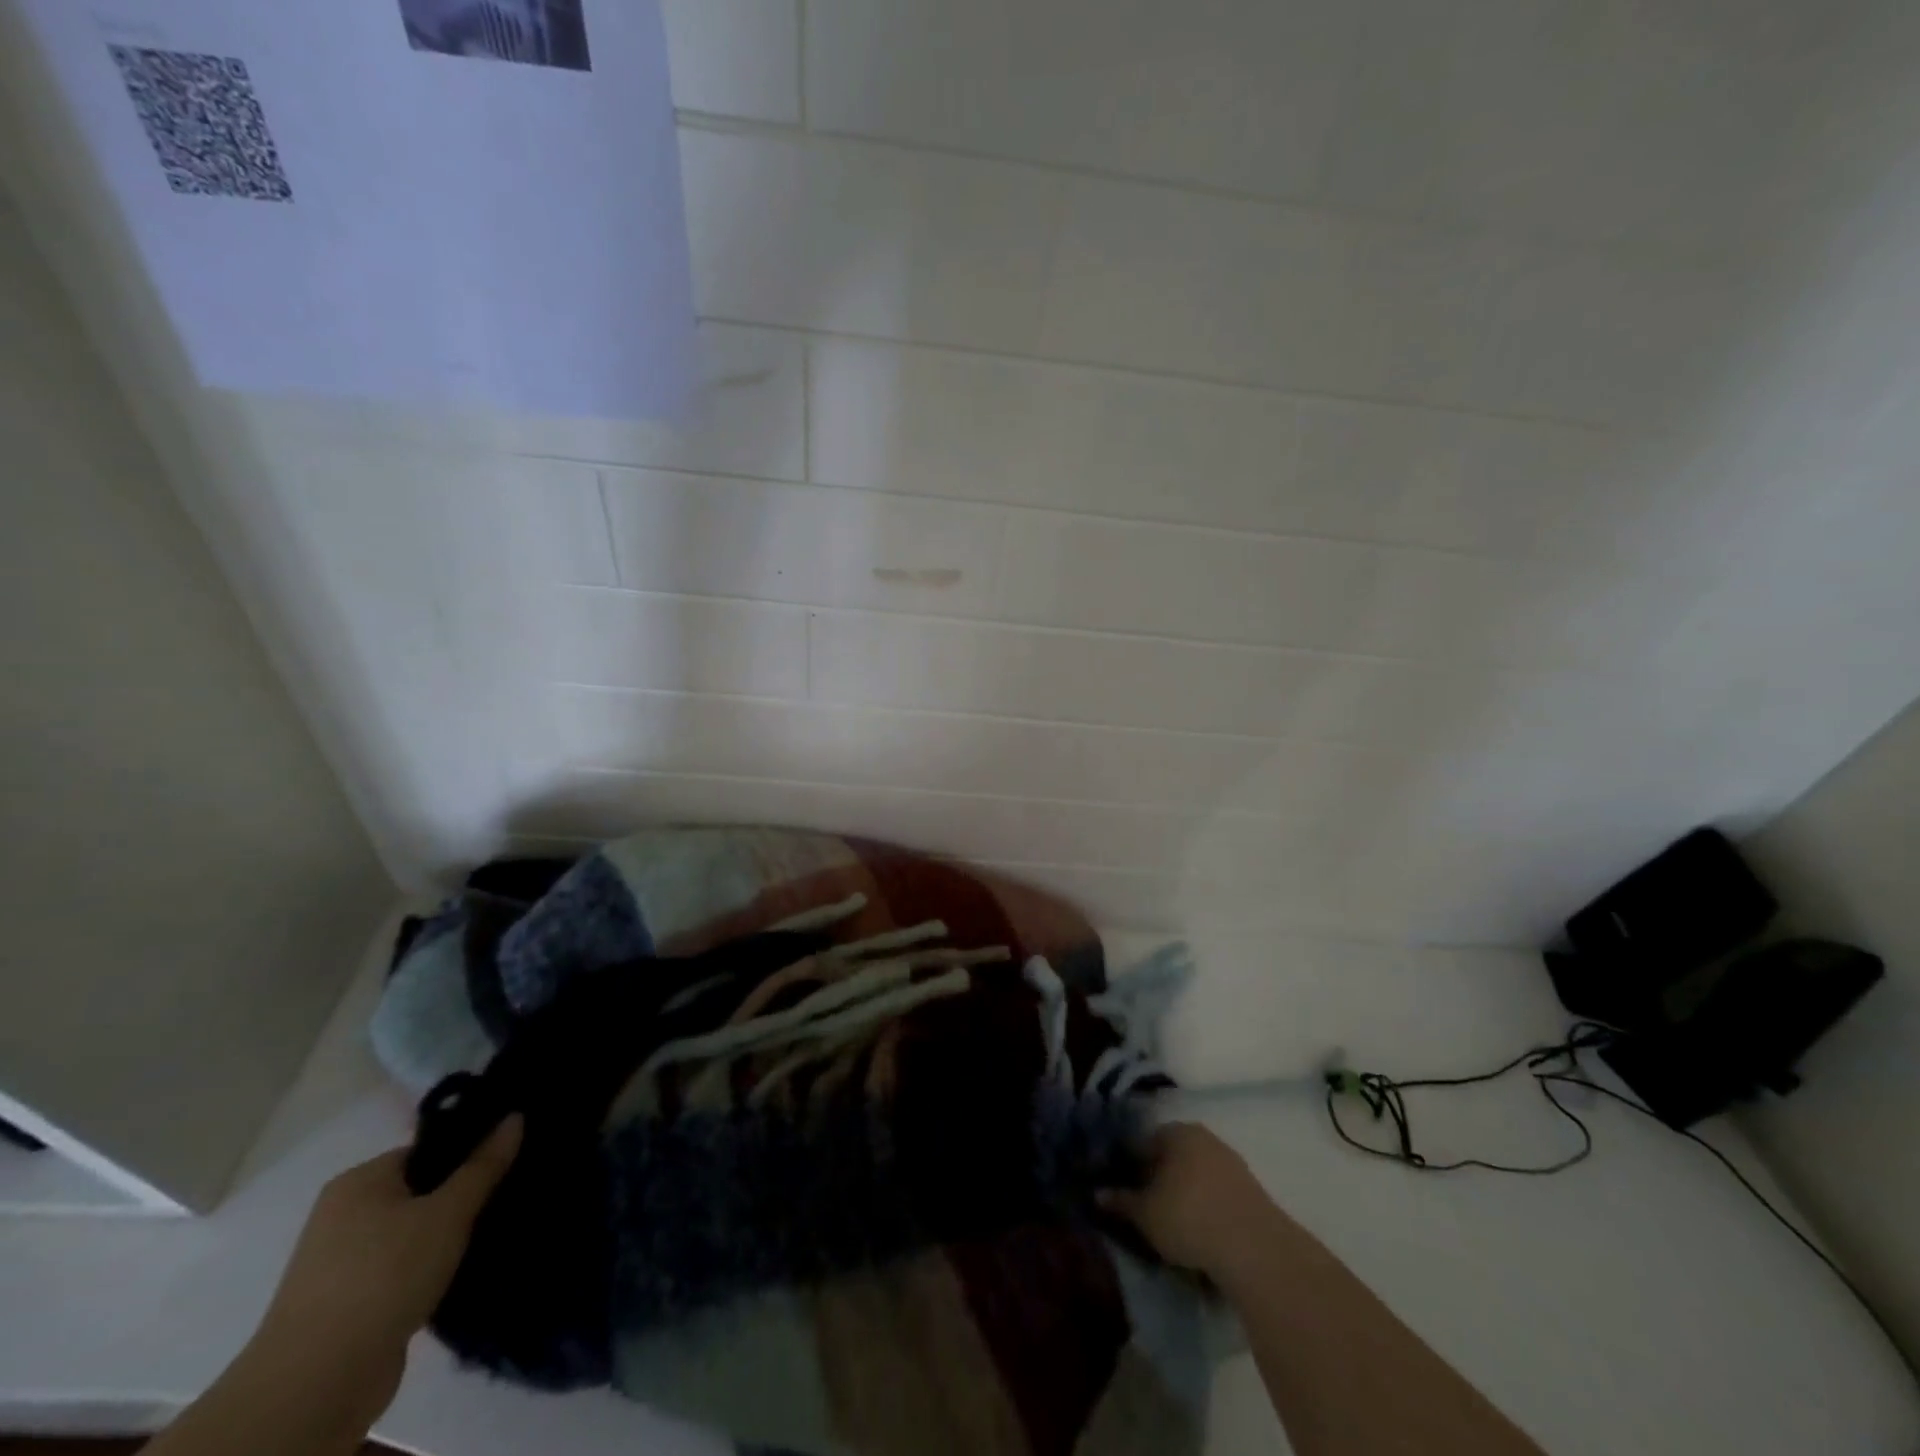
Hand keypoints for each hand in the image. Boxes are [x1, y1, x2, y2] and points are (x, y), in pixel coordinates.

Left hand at [249, 1116, 522, 1413]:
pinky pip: (403, 1268)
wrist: (316, 1386)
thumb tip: (515, 1116)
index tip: (510, 1159)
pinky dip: (431, 1268)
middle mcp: (343, 1215)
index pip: (427, 1150)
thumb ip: (484, 1165)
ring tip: (495, 1231)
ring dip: (449, 1235)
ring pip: (414, 1232)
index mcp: (359, 1181)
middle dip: (463, 1195)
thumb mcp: (448, 1212)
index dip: (470, 1151)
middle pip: (421, 1190)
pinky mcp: (350, 1304)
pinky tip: (465, 1269)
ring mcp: (342, 1263)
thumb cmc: (384, 1275)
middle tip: (509, 1194)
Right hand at [1100, 1122, 1276, 1278]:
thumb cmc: (1189, 1218)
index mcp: (1176, 1131)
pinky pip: (1216, 1193)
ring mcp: (1231, 1163)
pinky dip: (1204, 1207)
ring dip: (1182, 1194)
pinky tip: (1199, 1233)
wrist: (1256, 1249)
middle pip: (1171, 1156)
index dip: (1129, 1166)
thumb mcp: (1145, 1214)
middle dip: (1157, 1179)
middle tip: (1144, 1209)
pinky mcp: (1251, 1191)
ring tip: (1171, 1226)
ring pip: (1195, 1175)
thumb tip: (1097, 1194)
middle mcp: (1204, 1138)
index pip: (1143, 1142)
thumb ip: (1120, 1201)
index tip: (1122, 1191)